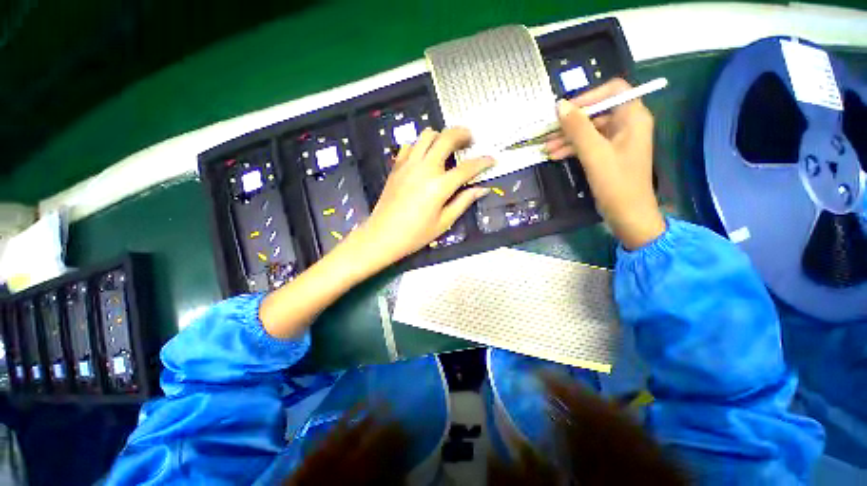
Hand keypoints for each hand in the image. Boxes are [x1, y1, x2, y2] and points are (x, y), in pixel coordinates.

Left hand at [352, 127, 493, 266]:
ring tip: (448, 147)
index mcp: (439, 186)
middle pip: (446, 138)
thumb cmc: (415, 234)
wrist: (382, 235)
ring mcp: (408, 165)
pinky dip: (421, 145)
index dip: (483, 162)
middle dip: (463, 134)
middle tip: (470, 140)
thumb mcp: (444, 222)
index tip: (493, 159)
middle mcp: (424, 168)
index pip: (467, 168)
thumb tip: (482, 189)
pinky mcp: (397, 166)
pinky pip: (410, 145)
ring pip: (427, 135)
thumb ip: (463, 202)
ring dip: (441, 136)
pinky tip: (425, 157)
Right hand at [544, 79, 664, 249]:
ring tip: (546, 148)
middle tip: (548, 132)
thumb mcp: (594, 153)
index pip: (613, 90)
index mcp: (633, 117)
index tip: (565, 110)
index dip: (588, 96)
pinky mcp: (608, 155)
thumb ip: (577, 128)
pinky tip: (555, 155)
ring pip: (589, 130)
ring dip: (567, 137)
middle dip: (571, 122)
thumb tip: (560, 105)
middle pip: (597, 112)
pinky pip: (588, 144)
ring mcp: (617, 141)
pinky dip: (572, 148)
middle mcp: (627, 124)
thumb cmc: (615, 182)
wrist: (627, 214)